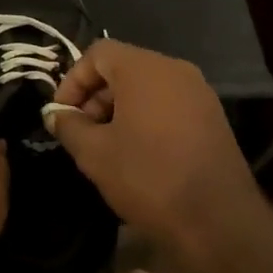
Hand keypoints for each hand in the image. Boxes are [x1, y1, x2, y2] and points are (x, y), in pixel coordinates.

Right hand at [48, 39, 266, 266]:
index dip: (73, 80)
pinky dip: (145, 117)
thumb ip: (69, 126)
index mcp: (145, 69)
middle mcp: (175, 70)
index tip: (62, 114)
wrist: (217, 220)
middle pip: (123, 67)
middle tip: (82, 132)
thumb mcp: (95, 153)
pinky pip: (168, 103)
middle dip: (95, 96)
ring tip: (106, 146)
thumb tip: (55, 114)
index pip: (98, 53)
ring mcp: (199, 92)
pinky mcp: (211, 117)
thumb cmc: (148, 177)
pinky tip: (137, 152)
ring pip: (147, 87)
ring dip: (119, 108)